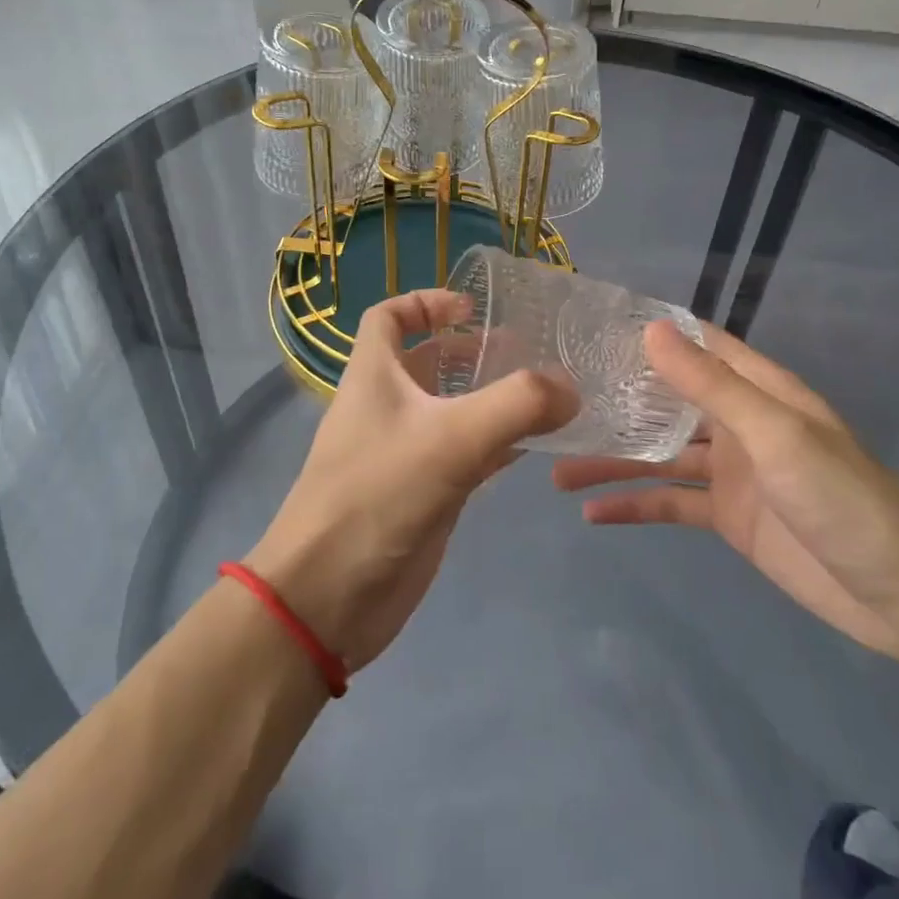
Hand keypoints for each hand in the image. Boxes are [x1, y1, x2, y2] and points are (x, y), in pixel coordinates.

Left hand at [246, 290, 576, 672]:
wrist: (329, 596)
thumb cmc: (377, 496)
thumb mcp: (450, 439)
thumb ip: (517, 405)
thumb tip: (569, 389)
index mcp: (374, 375)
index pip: (388, 317)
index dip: (425, 302)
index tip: (471, 308)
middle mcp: (386, 406)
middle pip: (426, 362)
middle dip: (471, 352)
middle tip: (526, 352)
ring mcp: (404, 452)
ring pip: (450, 410)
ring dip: (489, 398)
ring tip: (543, 394)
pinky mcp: (422, 494)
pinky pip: (463, 455)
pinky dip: (496, 444)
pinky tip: (534, 446)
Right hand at [552, 323, 898, 656]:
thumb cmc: (843, 497)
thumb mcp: (775, 434)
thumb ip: (712, 385)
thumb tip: (650, 332)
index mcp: (755, 390)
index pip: (695, 346)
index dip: (648, 334)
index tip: (591, 330)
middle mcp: (738, 422)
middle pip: (666, 401)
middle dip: (616, 400)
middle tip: (555, 401)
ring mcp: (731, 472)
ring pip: (659, 455)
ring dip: (613, 460)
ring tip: (556, 469)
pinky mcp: (727, 517)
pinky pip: (670, 503)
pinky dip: (634, 506)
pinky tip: (593, 514)